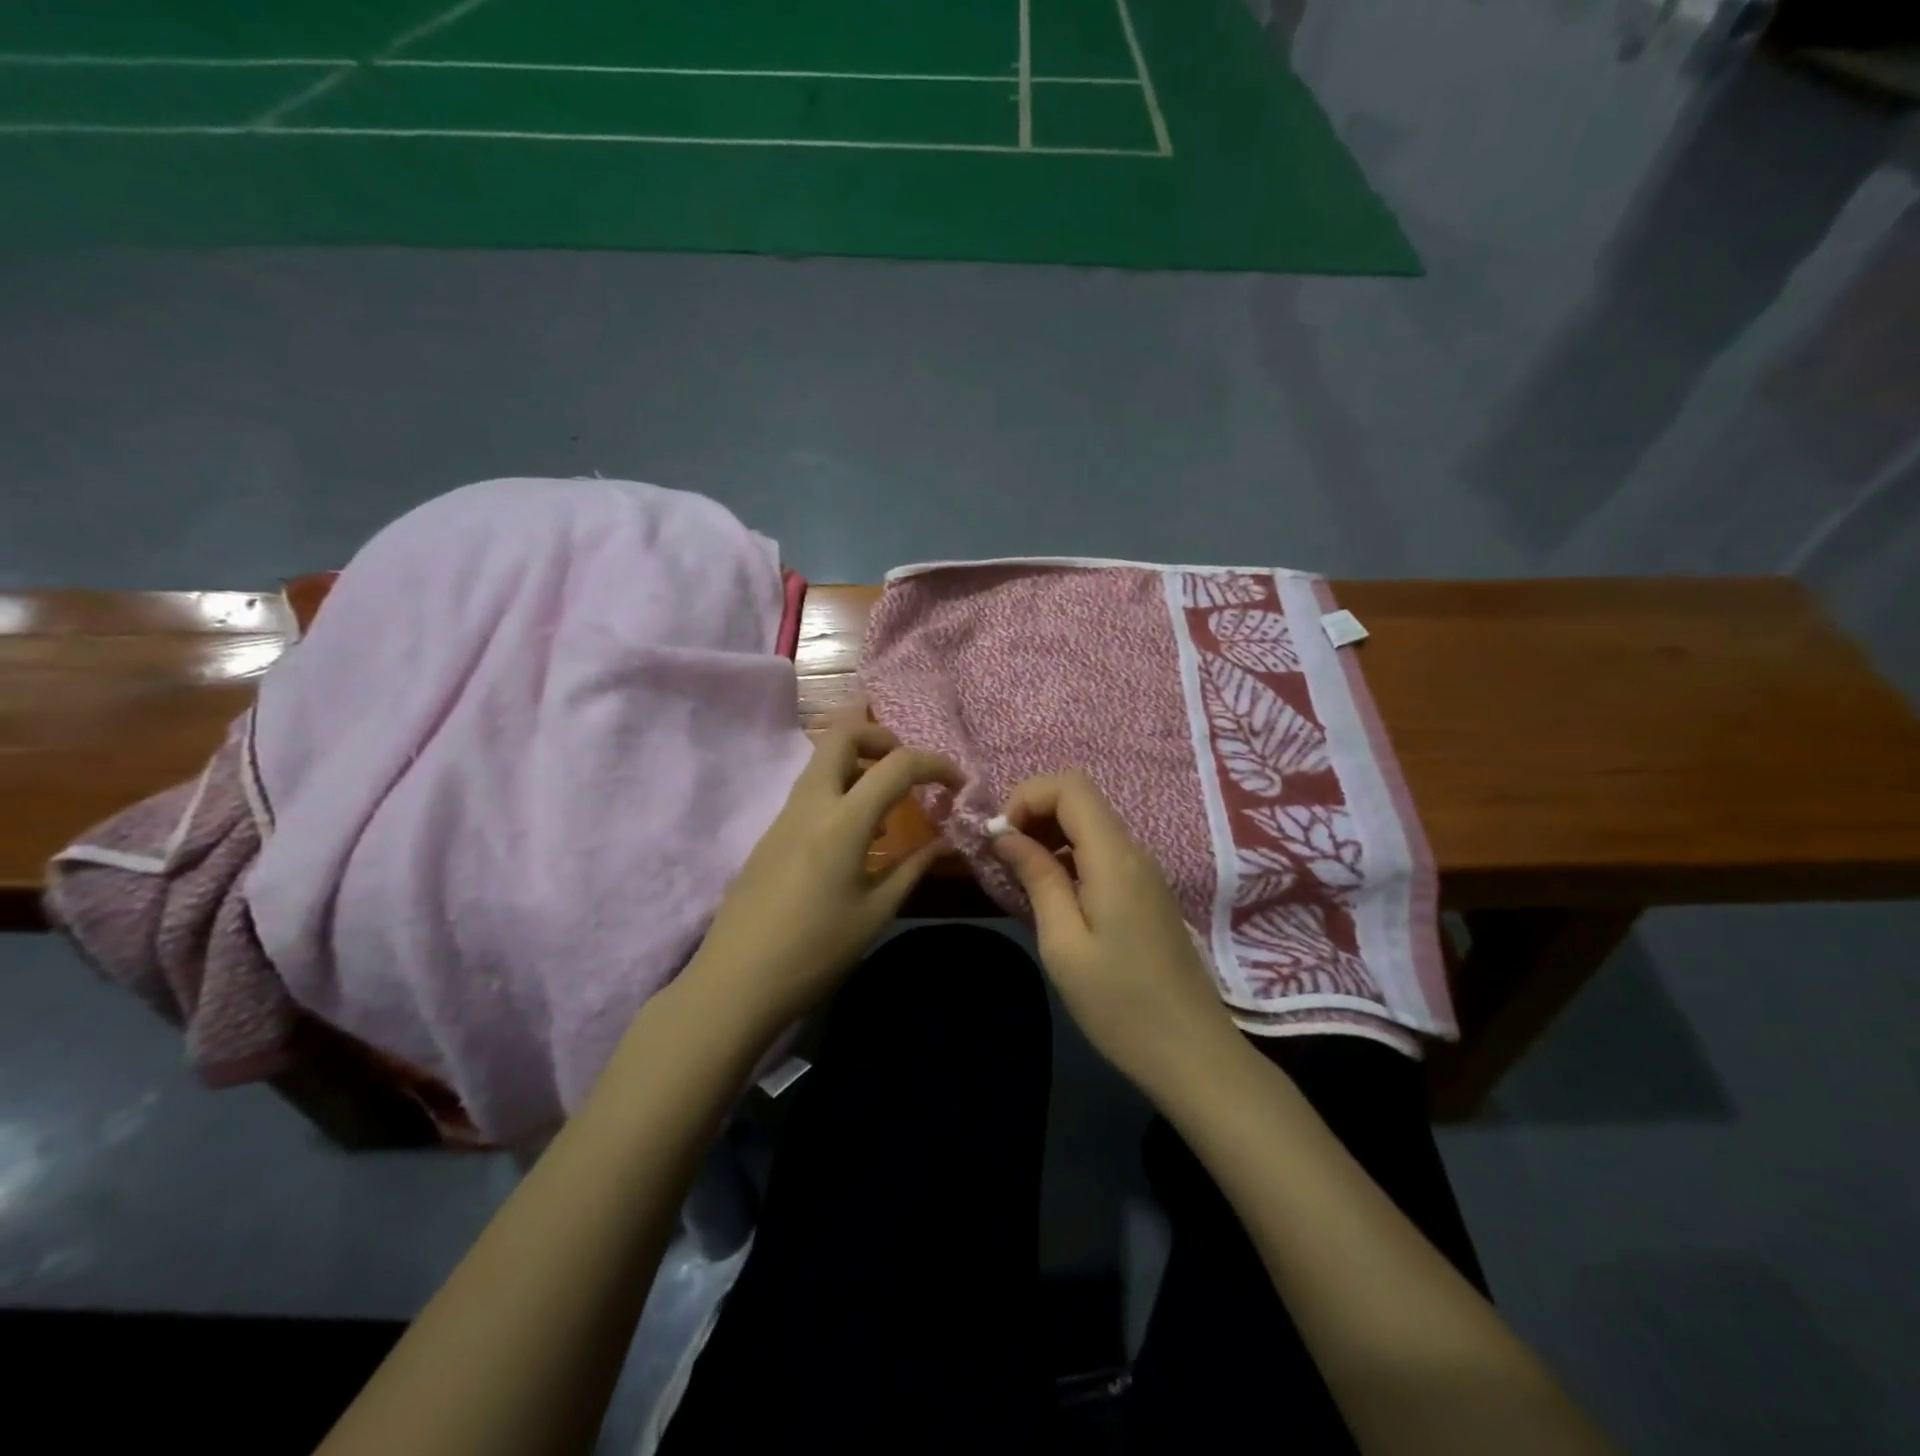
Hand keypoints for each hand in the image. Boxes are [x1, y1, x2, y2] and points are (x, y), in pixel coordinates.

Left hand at [685, 722, 959, 1033]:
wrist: (735, 983)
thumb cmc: (814, 953)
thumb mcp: (875, 914)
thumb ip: (912, 869)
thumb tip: (943, 842)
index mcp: (842, 822)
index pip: (896, 764)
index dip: (935, 764)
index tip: (958, 785)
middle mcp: (810, 804)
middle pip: (842, 733)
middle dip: (883, 736)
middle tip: (908, 770)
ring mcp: (784, 815)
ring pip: (822, 758)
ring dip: (860, 760)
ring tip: (889, 803)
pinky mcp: (771, 832)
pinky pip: (812, 789)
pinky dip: (841, 787)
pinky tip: (858, 834)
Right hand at [992, 771, 1242, 1096]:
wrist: (1192, 1053)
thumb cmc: (1120, 1004)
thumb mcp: (1064, 943)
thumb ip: (1037, 878)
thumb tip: (1005, 835)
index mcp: (1114, 858)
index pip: (1070, 785)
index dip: (1026, 797)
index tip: (1001, 839)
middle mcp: (1134, 852)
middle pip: (1080, 799)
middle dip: (1033, 814)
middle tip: (1005, 859)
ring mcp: (1144, 872)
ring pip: (1090, 825)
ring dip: (1049, 836)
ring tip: (1022, 879)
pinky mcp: (1146, 893)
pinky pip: (1102, 853)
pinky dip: (1069, 857)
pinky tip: (1053, 898)